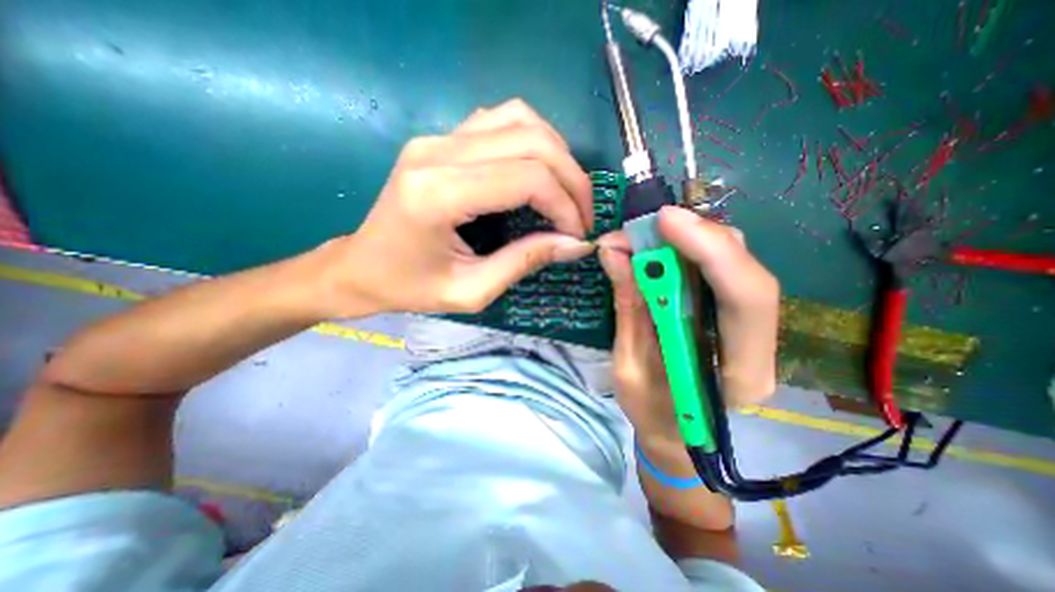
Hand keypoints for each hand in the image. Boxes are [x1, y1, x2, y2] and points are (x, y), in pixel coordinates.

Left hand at [314, 97, 592, 318]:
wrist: (361, 267)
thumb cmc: (410, 288)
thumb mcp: (472, 291)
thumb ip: (525, 262)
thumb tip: (576, 244)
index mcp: (439, 194)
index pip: (527, 177)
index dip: (565, 204)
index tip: (577, 234)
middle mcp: (437, 151)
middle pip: (531, 140)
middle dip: (572, 179)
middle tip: (581, 216)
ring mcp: (437, 137)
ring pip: (520, 119)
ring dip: (556, 154)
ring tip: (565, 193)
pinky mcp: (441, 138)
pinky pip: (500, 120)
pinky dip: (532, 141)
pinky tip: (537, 172)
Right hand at [596, 207, 777, 443]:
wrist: (676, 436)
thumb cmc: (652, 414)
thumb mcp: (628, 366)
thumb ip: (628, 307)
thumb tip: (613, 252)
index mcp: (740, 373)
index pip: (746, 298)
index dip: (709, 250)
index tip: (664, 222)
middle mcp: (759, 344)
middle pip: (745, 270)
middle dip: (696, 236)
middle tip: (646, 225)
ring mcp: (750, 327)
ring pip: (734, 263)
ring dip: (689, 240)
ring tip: (645, 236)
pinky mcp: (731, 315)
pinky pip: (717, 270)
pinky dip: (687, 251)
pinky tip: (660, 249)